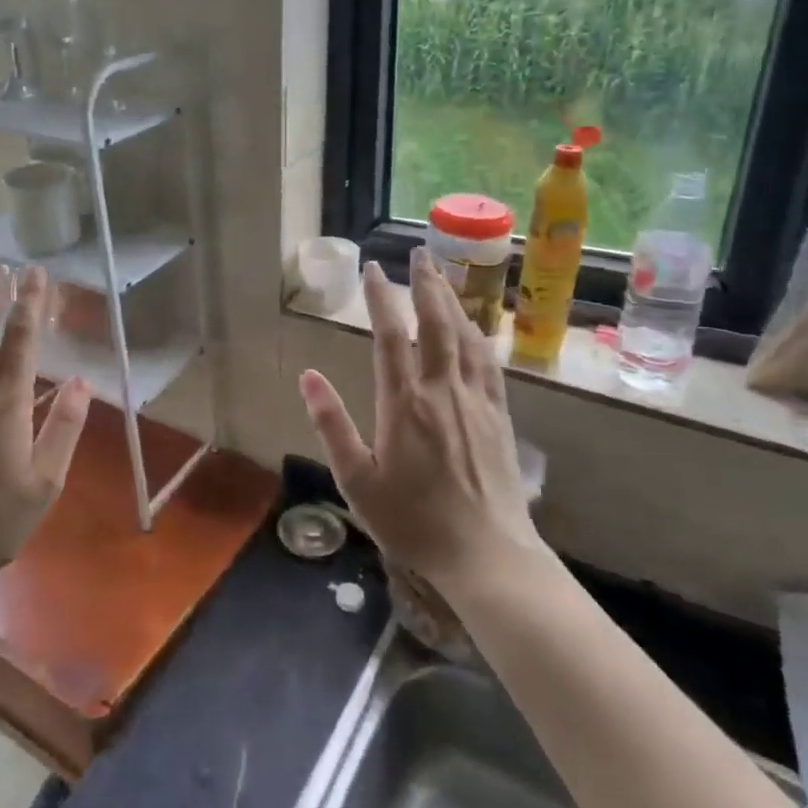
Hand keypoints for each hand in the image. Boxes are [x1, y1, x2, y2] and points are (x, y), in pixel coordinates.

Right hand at [298, 250, 544, 593]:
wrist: (487, 555)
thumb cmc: (413, 521)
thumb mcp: (358, 480)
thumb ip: (332, 425)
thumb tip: (308, 376)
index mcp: (403, 403)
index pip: (390, 336)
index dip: (381, 297)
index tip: (374, 269)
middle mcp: (442, 390)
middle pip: (435, 323)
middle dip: (425, 283)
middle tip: (417, 252)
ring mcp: (476, 400)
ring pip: (465, 336)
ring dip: (452, 300)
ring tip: (442, 275)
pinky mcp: (499, 415)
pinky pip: (488, 362)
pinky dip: (478, 334)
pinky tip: (474, 326)